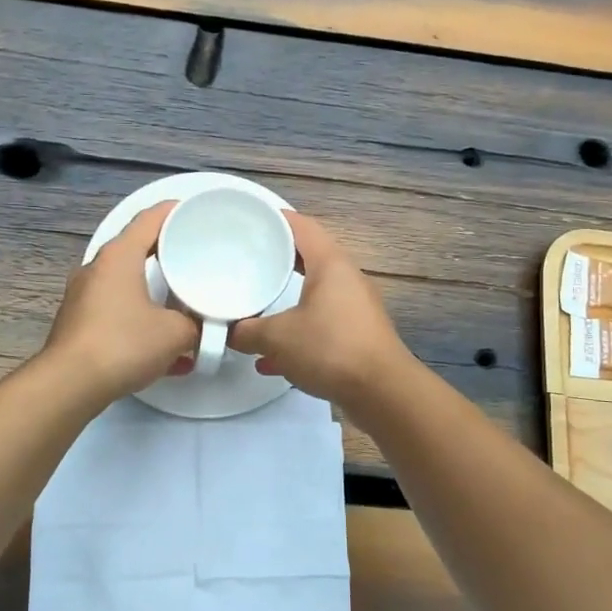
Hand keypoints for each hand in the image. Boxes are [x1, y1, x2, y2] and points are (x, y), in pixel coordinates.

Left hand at [39, 202, 199, 406]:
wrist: (70, 384)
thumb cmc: (124, 343)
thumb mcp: (175, 333)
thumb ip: (194, 324)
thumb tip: (198, 327)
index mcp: (119, 256)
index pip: (149, 219)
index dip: (174, 212)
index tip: (195, 213)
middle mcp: (97, 269)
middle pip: (137, 251)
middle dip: (168, 257)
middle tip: (196, 262)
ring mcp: (84, 297)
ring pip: (129, 287)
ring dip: (156, 298)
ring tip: (185, 313)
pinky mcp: (80, 324)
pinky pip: (119, 315)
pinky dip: (143, 326)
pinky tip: (168, 357)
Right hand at [230, 211, 412, 409]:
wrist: (382, 392)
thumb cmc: (330, 348)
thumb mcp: (277, 338)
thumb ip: (247, 332)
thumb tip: (229, 333)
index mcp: (330, 264)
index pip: (301, 226)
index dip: (275, 218)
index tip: (250, 218)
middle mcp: (347, 278)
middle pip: (308, 258)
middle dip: (277, 260)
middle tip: (246, 261)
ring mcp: (356, 308)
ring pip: (314, 295)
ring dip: (286, 302)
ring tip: (255, 309)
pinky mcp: (358, 335)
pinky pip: (321, 324)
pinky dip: (298, 334)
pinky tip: (272, 360)